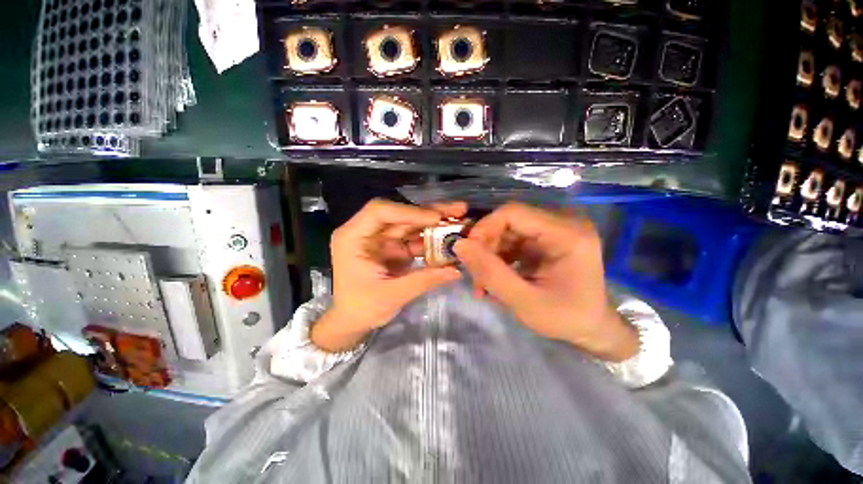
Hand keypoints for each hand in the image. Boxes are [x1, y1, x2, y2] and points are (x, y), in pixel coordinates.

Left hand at [311, 199, 464, 351]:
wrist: (351, 321)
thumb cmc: (361, 308)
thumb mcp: (391, 296)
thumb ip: (423, 281)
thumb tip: (456, 271)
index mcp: (353, 237)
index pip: (380, 212)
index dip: (409, 212)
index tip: (436, 219)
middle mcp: (367, 232)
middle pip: (401, 215)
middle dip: (430, 213)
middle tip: (459, 210)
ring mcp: (382, 239)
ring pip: (411, 224)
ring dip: (435, 224)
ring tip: (460, 222)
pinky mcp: (393, 248)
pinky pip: (415, 239)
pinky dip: (432, 241)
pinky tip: (449, 241)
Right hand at [454, 202, 637, 361]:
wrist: (591, 328)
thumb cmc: (565, 318)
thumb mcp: (524, 301)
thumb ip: (490, 273)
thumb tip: (460, 245)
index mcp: (567, 233)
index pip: (513, 213)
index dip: (484, 228)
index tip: (468, 253)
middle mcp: (562, 223)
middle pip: (508, 221)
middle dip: (485, 246)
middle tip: (475, 274)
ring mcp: (554, 230)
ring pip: (506, 231)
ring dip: (489, 254)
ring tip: (482, 283)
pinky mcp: (545, 240)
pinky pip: (512, 241)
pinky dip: (498, 258)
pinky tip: (493, 278)